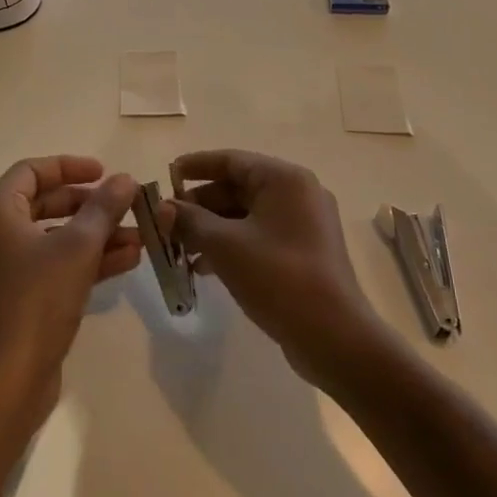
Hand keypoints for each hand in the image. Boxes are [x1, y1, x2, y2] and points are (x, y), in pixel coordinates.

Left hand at [0, 156, 140, 417]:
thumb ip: (103, 208)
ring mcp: (3, 271)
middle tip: (122, 204)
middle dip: (89, 204)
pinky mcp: (17, 300)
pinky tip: (127, 261)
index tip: (104, 172)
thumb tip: (125, 179)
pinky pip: (53, 267)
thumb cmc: (39, 298)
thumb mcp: (78, 246)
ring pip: (54, 238)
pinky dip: (85, 261)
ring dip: (95, 235)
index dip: (69, 166)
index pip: (30, 172)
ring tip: (138, 236)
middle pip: (44, 204)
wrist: (9, 378)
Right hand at [167, 150, 387, 391]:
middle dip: (199, 205)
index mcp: (284, 179)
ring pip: (247, 215)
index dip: (195, 167)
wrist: (333, 336)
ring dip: (211, 229)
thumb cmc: (278, 277)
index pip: (231, 160)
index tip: (165, 179)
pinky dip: (232, 245)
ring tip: (179, 250)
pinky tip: (204, 268)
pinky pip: (259, 236)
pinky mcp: (303, 252)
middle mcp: (298, 193)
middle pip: (238, 187)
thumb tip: (163, 209)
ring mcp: (304, 224)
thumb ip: (190, 220)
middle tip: (166, 224)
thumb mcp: (225, 245)